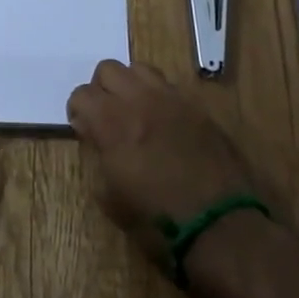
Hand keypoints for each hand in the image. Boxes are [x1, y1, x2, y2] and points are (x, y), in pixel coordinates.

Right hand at [66, 59, 272, 264]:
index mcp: (113, 123)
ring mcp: (172, 100)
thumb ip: (97, 156)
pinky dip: (158, 97)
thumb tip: (94, 135)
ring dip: (130, 86)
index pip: (81, 94)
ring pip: (139, 69)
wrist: (220, 228)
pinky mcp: (198, 108)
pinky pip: (169, 86)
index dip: (78, 112)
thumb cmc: (159, 223)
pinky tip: (164, 123)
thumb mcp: (111, 198)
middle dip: (101, 90)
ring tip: (136, 113)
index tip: (85, 132)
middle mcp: (139, 101)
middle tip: (108, 117)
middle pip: (108, 69)